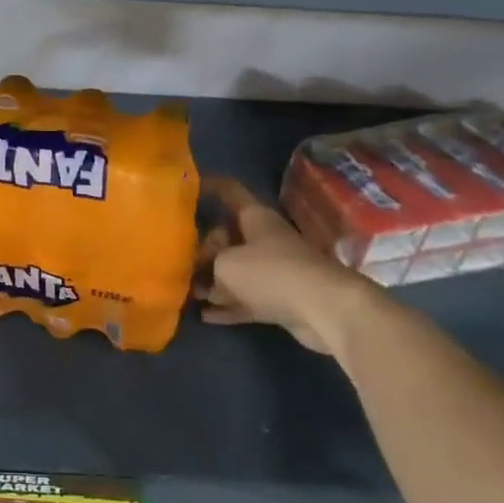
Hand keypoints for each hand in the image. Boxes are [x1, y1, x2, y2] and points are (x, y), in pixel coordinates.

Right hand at [198, 178, 383, 355]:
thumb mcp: (225, 263)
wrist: (324, 309)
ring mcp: (274, 271)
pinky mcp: (280, 300)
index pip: (229, 191)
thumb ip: (209, 264)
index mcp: (254, 218)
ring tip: (186, 291)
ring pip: (236, 271)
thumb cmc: (270, 272)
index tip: (185, 189)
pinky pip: (246, 300)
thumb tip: (204, 275)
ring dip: (213, 282)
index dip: (208, 186)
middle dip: (203, 248)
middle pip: (228, 236)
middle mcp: (264, 239)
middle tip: (179, 261)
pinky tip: (204, 316)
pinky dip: (228, 307)